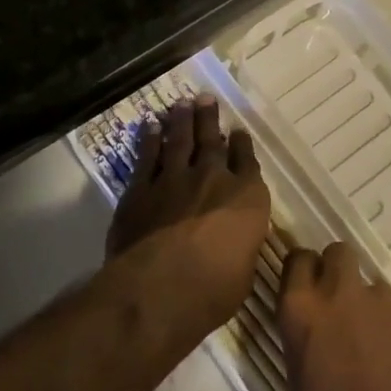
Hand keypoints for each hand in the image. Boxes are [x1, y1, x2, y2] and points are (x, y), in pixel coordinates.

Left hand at [106, 95, 270, 339]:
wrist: (160, 289)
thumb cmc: (213, 291)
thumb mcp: (243, 270)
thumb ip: (240, 244)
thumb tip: (234, 239)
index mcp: (247, 198)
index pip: (248, 162)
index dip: (243, 145)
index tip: (239, 133)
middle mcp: (213, 178)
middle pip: (212, 141)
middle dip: (210, 118)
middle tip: (206, 98)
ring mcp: (175, 179)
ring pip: (180, 140)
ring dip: (181, 120)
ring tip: (182, 103)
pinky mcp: (142, 188)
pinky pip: (148, 156)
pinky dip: (150, 139)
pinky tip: (150, 126)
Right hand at [279, 241, 390, 390]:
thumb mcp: (297, 375)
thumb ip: (306, 333)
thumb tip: (316, 323)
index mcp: (303, 307)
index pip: (298, 258)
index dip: (306, 271)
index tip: (310, 288)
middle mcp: (342, 292)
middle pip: (341, 253)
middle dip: (341, 273)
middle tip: (346, 308)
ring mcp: (387, 303)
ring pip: (379, 289)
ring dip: (376, 311)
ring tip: (383, 351)